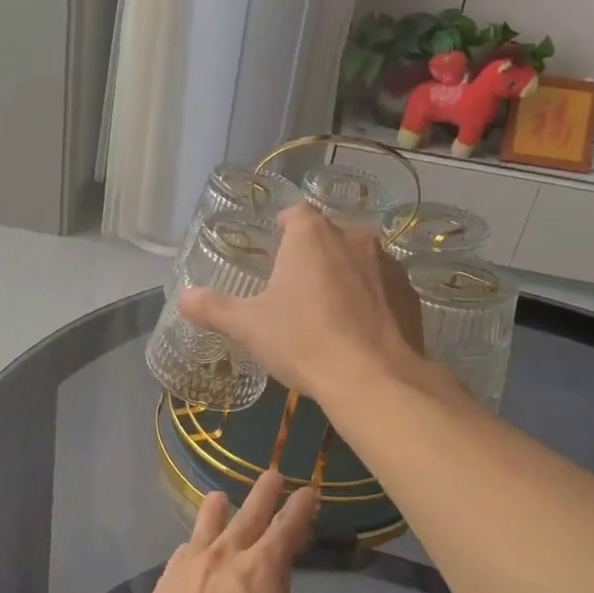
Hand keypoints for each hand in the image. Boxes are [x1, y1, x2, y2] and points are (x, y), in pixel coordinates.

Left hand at [122, 470, 335, 592]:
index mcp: (263, 571)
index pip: (288, 527)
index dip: (300, 508)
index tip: (307, 491)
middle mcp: (222, 559)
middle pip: (247, 515)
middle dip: (263, 493)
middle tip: (271, 474)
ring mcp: (184, 572)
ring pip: (204, 527)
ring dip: (217, 511)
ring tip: (220, 499)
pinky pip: (178, 559)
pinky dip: (190, 551)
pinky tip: (188, 554)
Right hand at [177, 202, 424, 401]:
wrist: (374, 378)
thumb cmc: (303, 341)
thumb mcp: (248, 327)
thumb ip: (213, 308)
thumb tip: (183, 297)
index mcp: (311, 235)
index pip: (296, 214)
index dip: (284, 229)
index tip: (275, 252)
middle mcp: (353, 237)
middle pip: (328, 236)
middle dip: (313, 256)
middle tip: (296, 290)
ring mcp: (387, 264)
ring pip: (359, 260)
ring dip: (344, 275)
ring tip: (329, 312)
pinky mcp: (410, 293)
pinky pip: (383, 287)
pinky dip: (371, 299)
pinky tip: (359, 330)